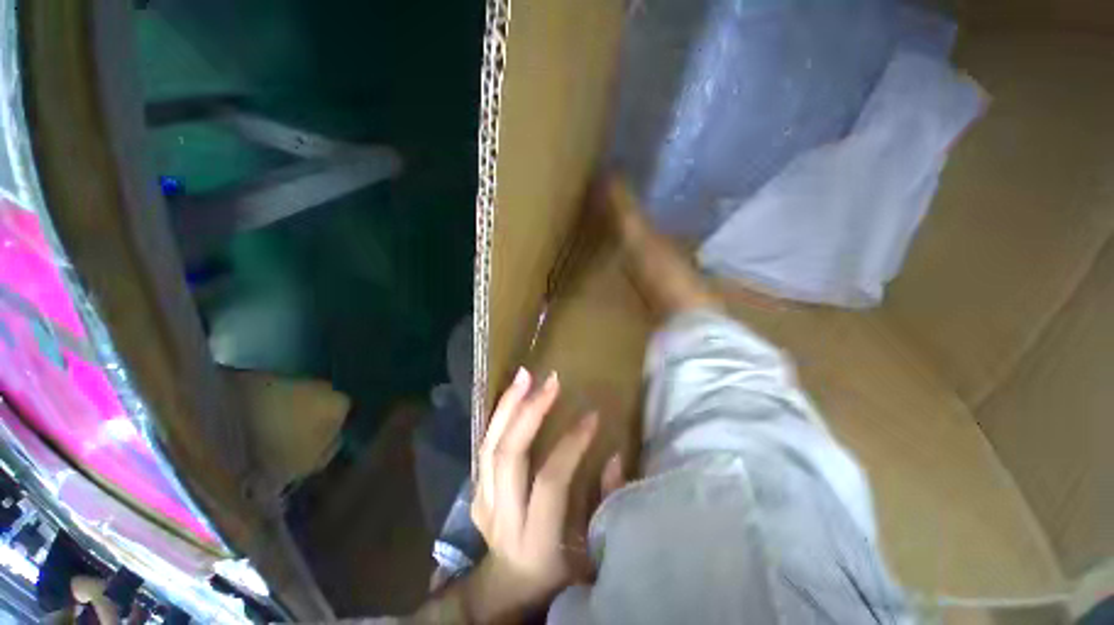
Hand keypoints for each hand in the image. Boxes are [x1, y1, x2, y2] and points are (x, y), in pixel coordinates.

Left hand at [465, 368, 597, 622]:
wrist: (508, 592)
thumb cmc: (559, 575)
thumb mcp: (591, 551)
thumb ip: (605, 503)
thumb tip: (613, 455)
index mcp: (536, 537)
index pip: (550, 479)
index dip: (571, 443)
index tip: (592, 415)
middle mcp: (502, 517)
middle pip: (508, 455)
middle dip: (529, 412)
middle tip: (549, 381)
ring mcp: (482, 503)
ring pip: (488, 446)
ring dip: (507, 406)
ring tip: (524, 376)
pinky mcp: (476, 492)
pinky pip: (484, 447)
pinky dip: (498, 418)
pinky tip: (512, 396)